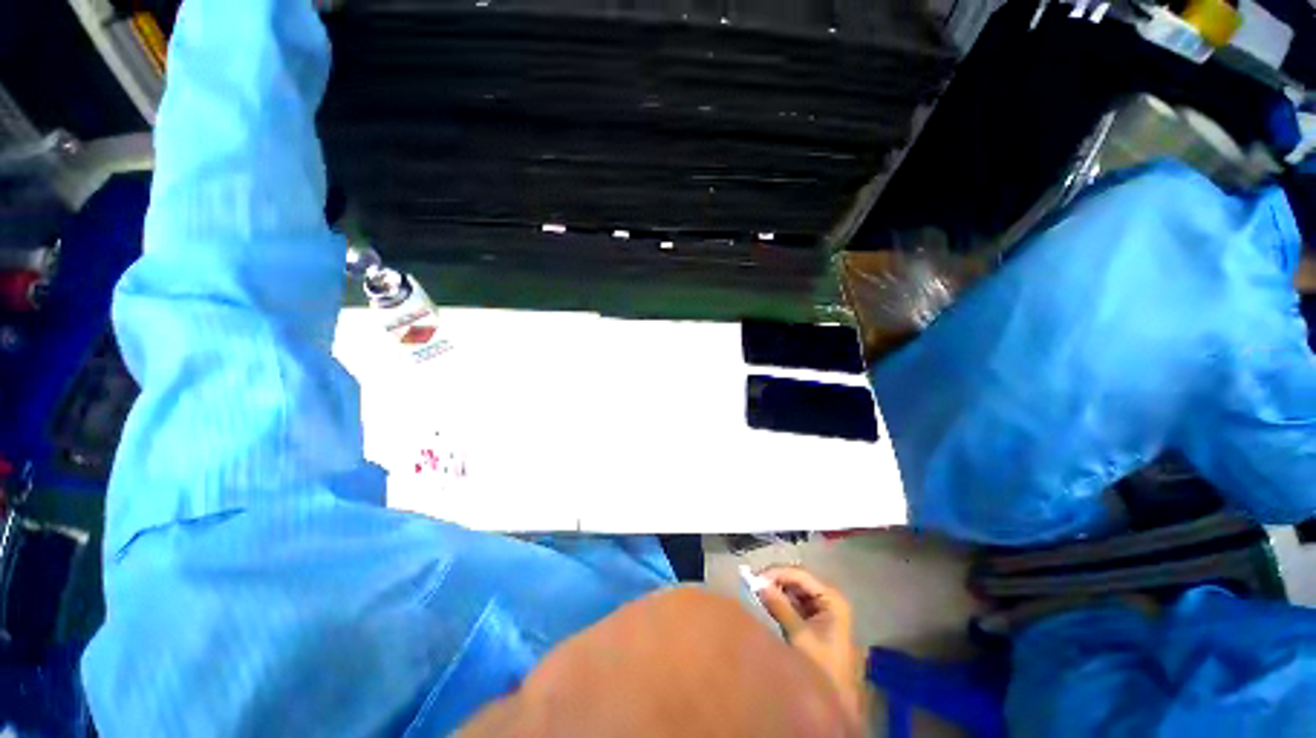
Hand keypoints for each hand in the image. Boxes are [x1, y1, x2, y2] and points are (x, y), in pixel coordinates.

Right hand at [755, 567, 864, 723]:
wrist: (838, 702)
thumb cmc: (822, 666)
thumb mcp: (800, 635)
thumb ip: (779, 606)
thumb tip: (758, 583)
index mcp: (832, 598)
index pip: (800, 574)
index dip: (777, 574)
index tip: (754, 578)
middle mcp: (829, 598)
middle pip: (798, 581)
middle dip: (775, 582)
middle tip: (753, 585)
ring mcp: (824, 610)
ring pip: (795, 592)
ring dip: (777, 592)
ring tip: (757, 594)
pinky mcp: (817, 621)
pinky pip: (796, 604)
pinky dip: (781, 603)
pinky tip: (767, 605)